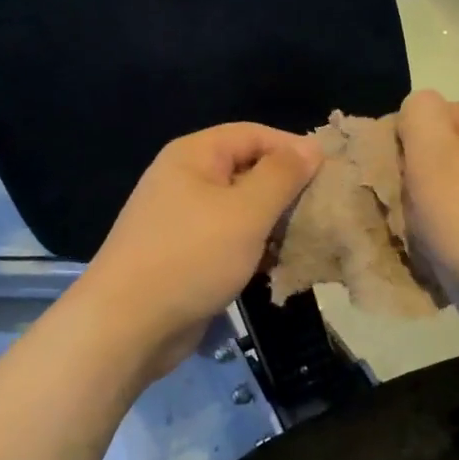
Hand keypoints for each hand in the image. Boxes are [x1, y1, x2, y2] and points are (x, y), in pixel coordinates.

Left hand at [74, 123, 323, 380]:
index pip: (253, 134)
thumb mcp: (245, 212)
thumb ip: (281, 176)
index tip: (330, 174)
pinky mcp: (185, 255)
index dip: (292, 148)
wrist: (128, 325)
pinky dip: (254, 248)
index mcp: (194, 155)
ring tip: (309, 240)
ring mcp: (183, 220)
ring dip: (273, 223)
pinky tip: (279, 265)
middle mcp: (185, 180)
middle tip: (324, 211)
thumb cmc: (191, 257)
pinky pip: (228, 240)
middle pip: (247, 170)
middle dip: (286, 189)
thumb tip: (310, 147)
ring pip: (240, 209)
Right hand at [399, 90, 458, 313]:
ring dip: (442, 209)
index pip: (432, 116)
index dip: (405, 144)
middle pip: (449, 153)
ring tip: (434, 238)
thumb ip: (419, 117)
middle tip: (412, 212)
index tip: (396, 180)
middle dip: (424, 180)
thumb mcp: (432, 160)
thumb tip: (417, 109)